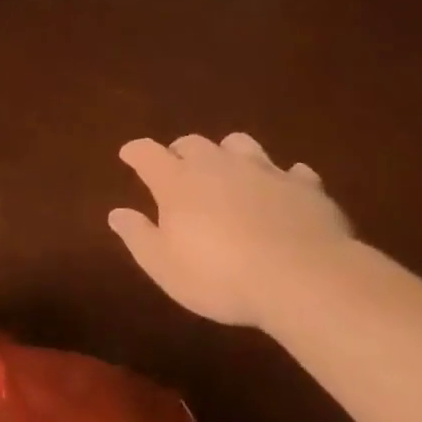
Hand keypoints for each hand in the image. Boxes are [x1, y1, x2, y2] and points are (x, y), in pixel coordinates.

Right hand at [109, 133, 355, 326]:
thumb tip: (116, 213)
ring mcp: (264, 171)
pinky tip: (284, 192)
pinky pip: (292, 172)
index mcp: (178, 182)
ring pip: (240, 145)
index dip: (135, 152)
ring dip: (229, 154)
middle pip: (193, 143)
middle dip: (180, 151)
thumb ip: (138, 236)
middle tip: (177, 167)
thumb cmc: (221, 276)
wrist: (304, 278)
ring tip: (229, 171)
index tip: (128, 154)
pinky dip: (283, 179)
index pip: (147, 153)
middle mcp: (218, 165)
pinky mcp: (305, 186)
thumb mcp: (165, 266)